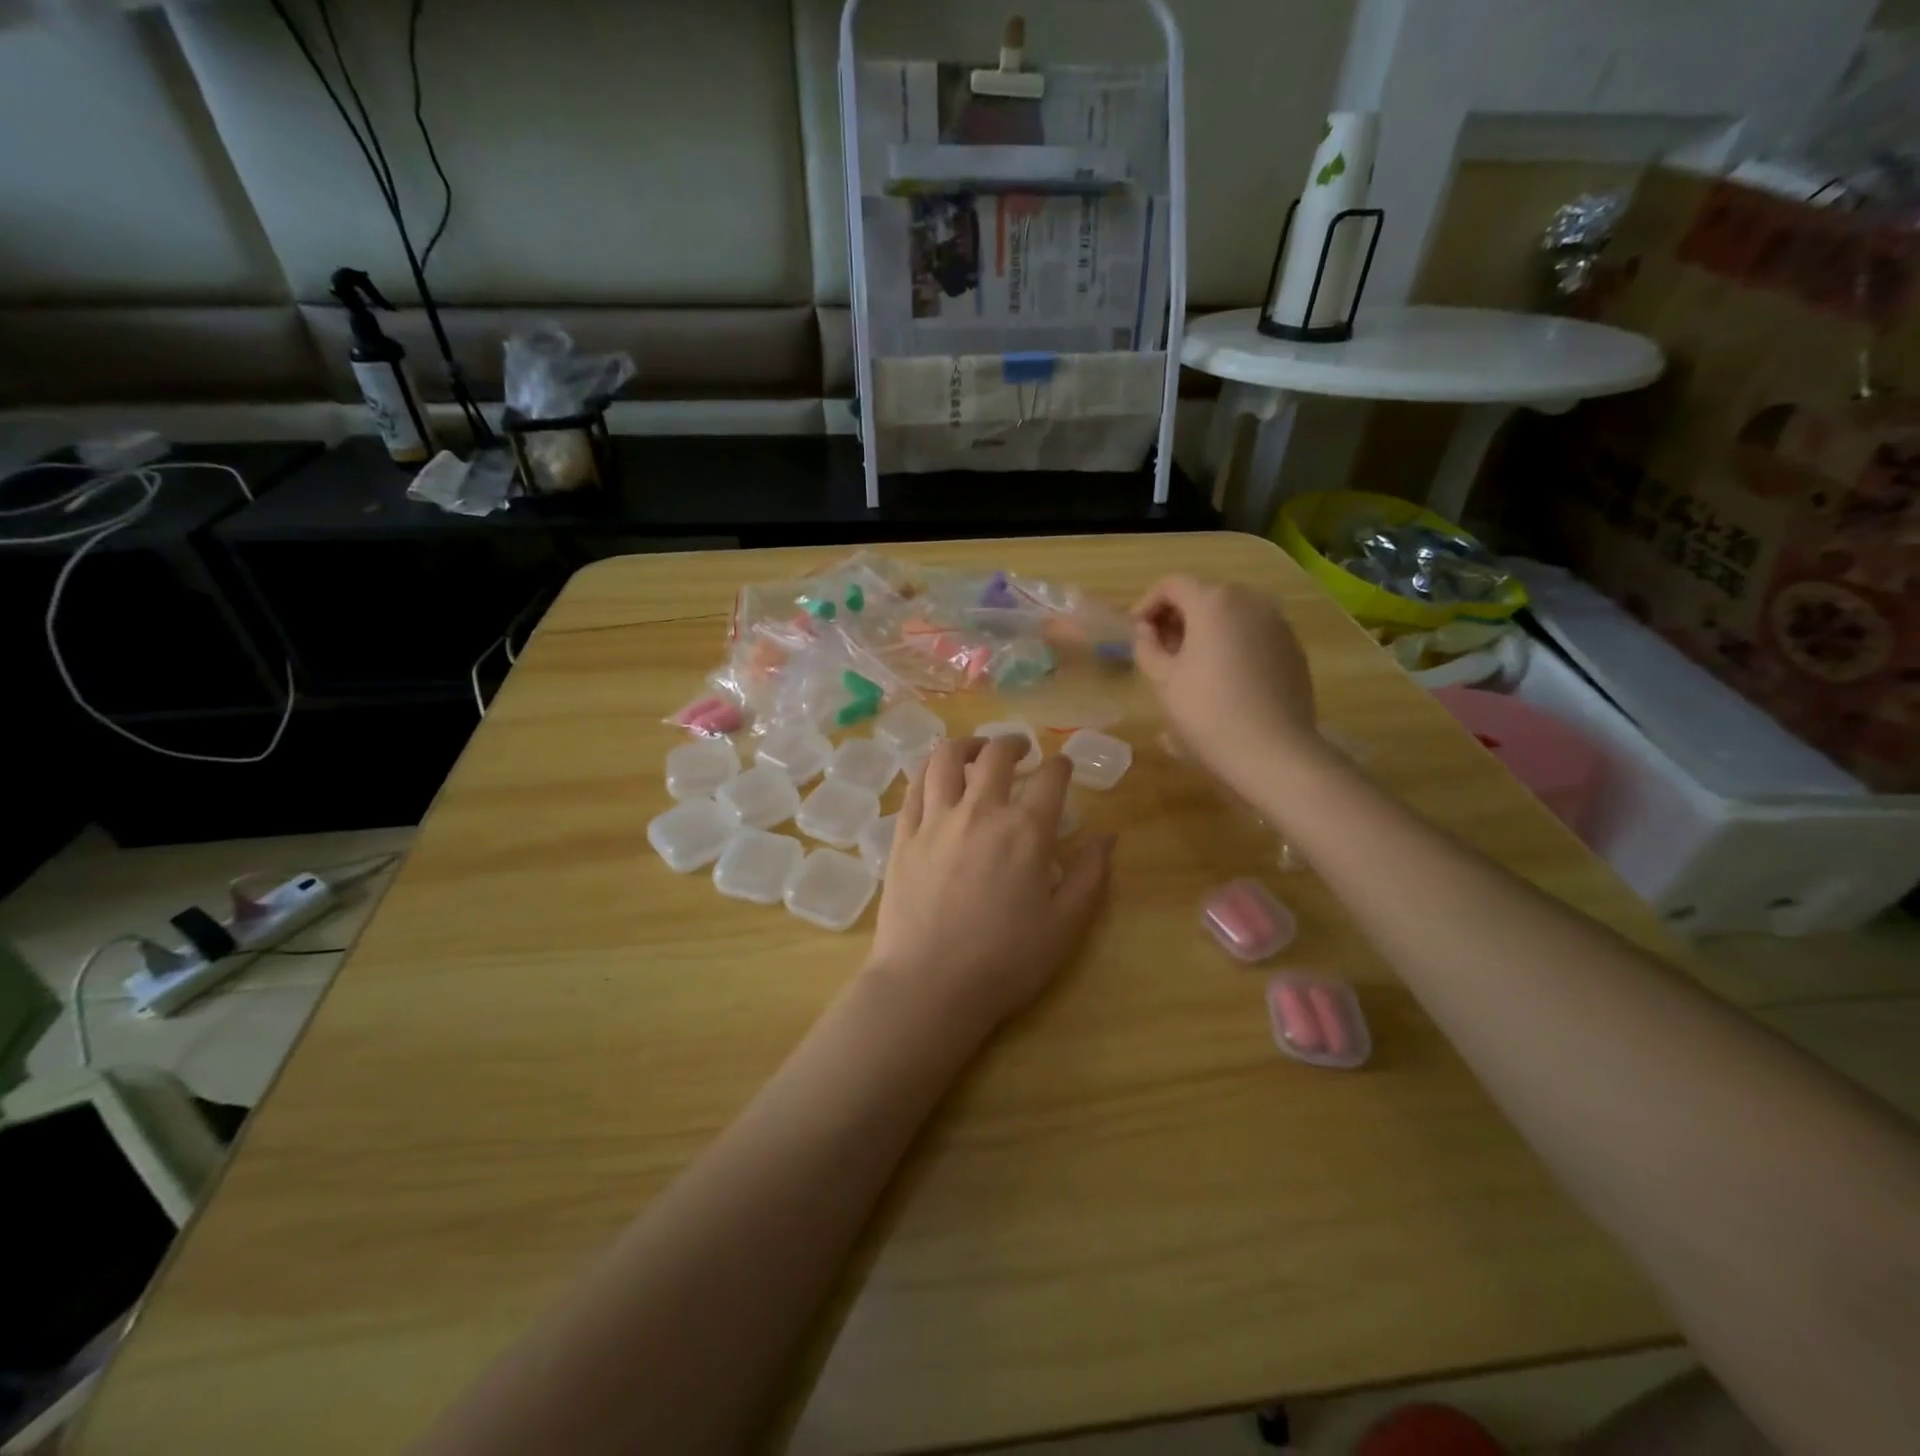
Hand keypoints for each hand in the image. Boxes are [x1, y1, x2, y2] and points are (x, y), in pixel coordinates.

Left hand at [868, 736, 1113, 1036]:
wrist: (929, 985)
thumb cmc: (1005, 961)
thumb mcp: (1064, 926)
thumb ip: (1090, 876)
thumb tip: (1108, 838)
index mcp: (1025, 831)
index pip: (1050, 779)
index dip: (1062, 766)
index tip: (1064, 766)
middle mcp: (980, 811)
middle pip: (996, 756)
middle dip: (1013, 743)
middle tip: (1021, 748)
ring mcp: (936, 820)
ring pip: (946, 759)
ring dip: (966, 745)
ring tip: (975, 750)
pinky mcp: (903, 836)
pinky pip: (914, 787)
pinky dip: (929, 772)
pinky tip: (936, 778)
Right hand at [1131, 575, 1321, 789]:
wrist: (1273, 751)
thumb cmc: (1207, 712)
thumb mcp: (1163, 679)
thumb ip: (1147, 646)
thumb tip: (1146, 631)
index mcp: (1213, 601)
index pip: (1171, 584)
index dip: (1146, 603)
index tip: (1135, 632)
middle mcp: (1250, 600)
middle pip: (1204, 594)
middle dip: (1177, 616)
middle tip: (1159, 649)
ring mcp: (1278, 623)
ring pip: (1232, 613)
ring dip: (1206, 629)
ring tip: (1190, 664)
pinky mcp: (1293, 648)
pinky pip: (1254, 633)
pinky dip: (1233, 642)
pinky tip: (1223, 677)